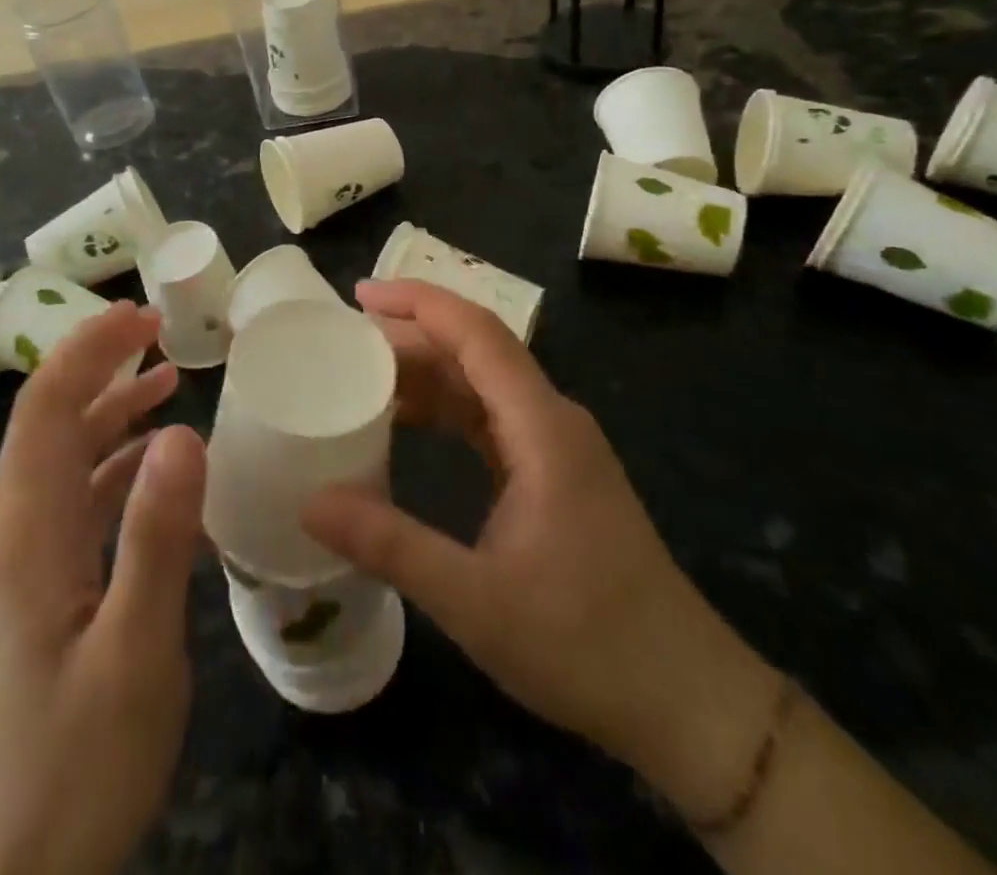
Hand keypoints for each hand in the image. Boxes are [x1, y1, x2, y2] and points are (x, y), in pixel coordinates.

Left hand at [0, 303, 205, 874]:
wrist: (19, 871)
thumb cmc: (80, 761)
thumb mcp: (137, 648)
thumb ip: (157, 535)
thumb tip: (181, 430)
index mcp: (27, 533)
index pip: (45, 409)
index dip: (87, 351)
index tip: (139, 316)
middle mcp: (16, 533)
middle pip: (50, 422)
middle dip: (98, 365)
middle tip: (158, 329)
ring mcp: (27, 561)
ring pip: (64, 458)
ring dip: (109, 410)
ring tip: (165, 379)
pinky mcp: (43, 588)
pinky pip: (77, 500)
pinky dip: (115, 464)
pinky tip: (156, 465)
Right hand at [308, 282, 781, 810]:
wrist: (686, 700)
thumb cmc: (586, 642)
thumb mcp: (474, 599)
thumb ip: (389, 544)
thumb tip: (309, 501)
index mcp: (540, 426)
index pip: (476, 332)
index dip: (417, 301)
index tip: (359, 295)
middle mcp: (551, 419)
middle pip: (476, 351)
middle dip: (410, 337)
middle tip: (343, 344)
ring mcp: (557, 447)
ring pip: (482, 385)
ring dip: (426, 375)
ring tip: (361, 380)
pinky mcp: (556, 474)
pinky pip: (490, 420)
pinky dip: (445, 412)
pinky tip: (408, 428)